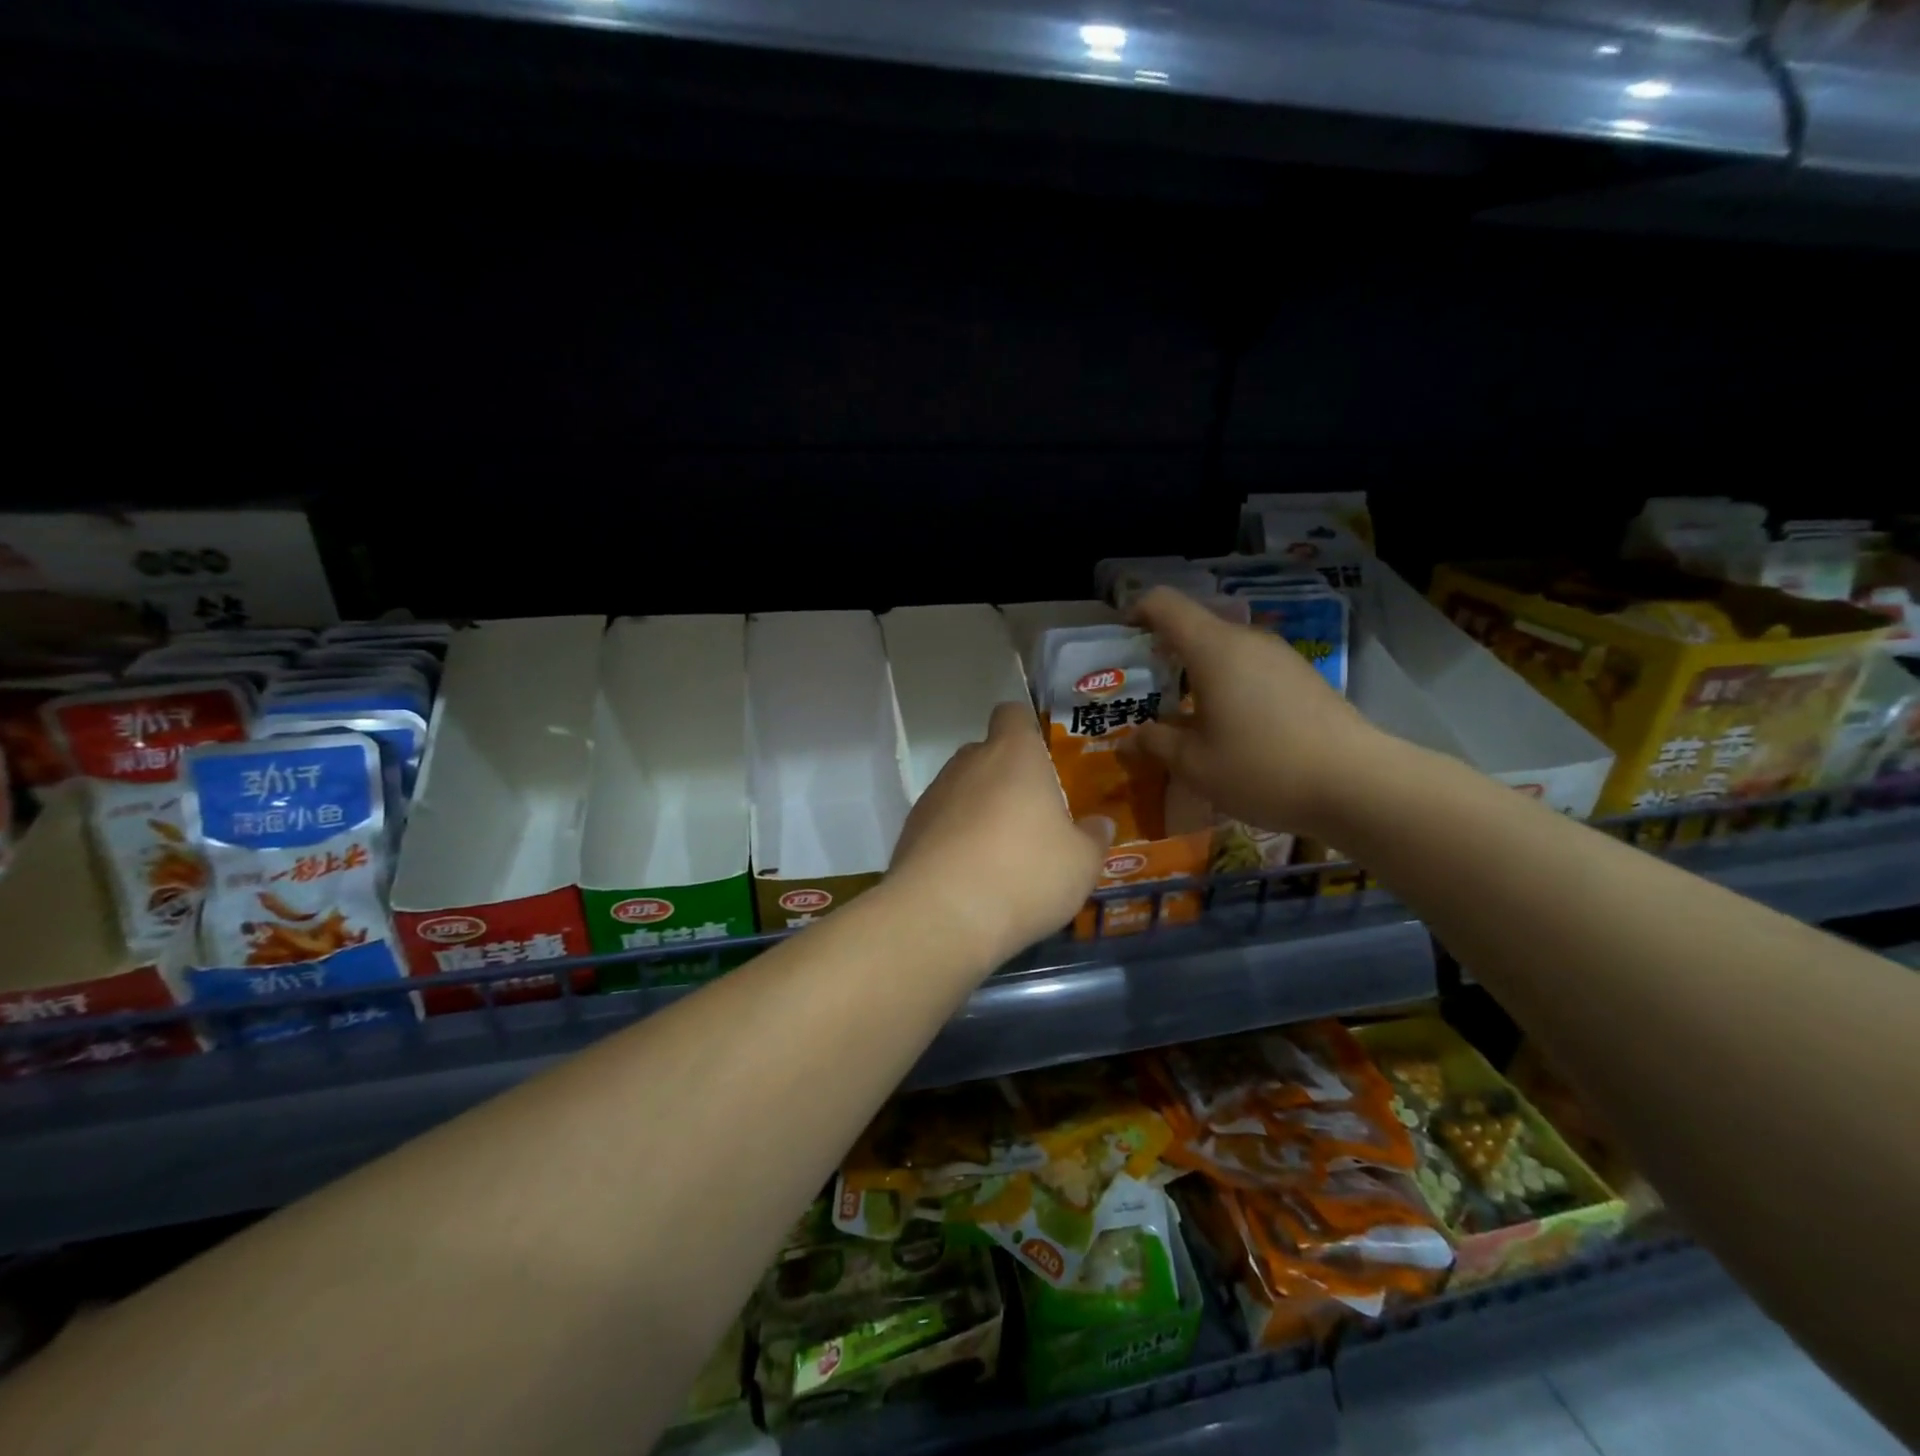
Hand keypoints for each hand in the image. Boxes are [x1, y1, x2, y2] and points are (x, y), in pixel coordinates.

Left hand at [886, 702, 1105, 968]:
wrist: (942, 915)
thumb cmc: (1025, 873)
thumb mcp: (1081, 864)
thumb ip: (1093, 839)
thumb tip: (1100, 825)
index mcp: (1013, 755)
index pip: (1012, 714)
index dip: (1026, 728)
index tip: (1042, 758)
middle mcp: (968, 764)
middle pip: (987, 754)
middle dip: (1006, 779)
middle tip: (1031, 819)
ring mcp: (932, 796)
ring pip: (961, 791)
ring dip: (979, 812)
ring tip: (1001, 857)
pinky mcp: (909, 831)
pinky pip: (940, 825)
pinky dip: (954, 841)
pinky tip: (970, 878)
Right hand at [1127, 587, 1382, 838]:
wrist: (1358, 784)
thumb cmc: (1262, 768)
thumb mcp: (1194, 764)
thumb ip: (1155, 744)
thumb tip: (1130, 738)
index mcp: (1213, 648)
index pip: (1163, 604)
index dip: (1135, 613)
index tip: (1120, 641)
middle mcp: (1247, 640)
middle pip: (1194, 627)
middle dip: (1163, 652)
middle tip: (1144, 691)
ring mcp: (1280, 657)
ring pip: (1224, 650)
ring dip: (1196, 674)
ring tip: (1183, 716)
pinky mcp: (1302, 677)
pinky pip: (1250, 669)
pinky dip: (1227, 685)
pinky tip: (1229, 727)